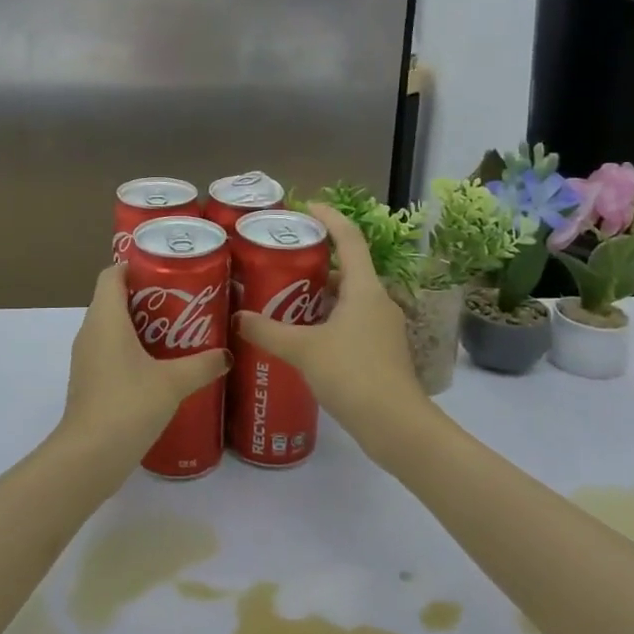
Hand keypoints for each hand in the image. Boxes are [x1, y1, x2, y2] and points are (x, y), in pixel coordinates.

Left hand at [61, 264, 229, 458]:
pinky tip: (161, 366)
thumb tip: (228, 354)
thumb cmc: (128, 405)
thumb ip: (202, 365)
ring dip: (141, 324)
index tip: (167, 269)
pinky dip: (132, 349)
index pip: (112, 274)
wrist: (89, 457)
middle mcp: (90, 331)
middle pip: (114, 298)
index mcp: (105, 318)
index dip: (135, 265)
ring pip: (112, 326)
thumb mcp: (173, 382)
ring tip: (178, 331)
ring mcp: (87, 358)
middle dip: (147, 295)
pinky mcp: (90, 381)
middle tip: (183, 300)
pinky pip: (110, 350)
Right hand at [236, 203, 430, 460]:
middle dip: (315, 260)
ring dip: (319, 293)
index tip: (305, 206)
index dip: (329, 217)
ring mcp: (382, 328)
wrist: (397, 427)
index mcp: (365, 289)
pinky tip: (303, 334)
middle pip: (347, 268)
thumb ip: (267, 332)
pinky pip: (351, 321)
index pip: (349, 238)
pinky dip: (327, 318)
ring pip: (348, 297)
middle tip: (281, 258)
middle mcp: (378, 301)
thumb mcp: (303, 350)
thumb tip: (236, 317)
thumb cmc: (353, 375)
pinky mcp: (381, 352)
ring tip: (283, 295)